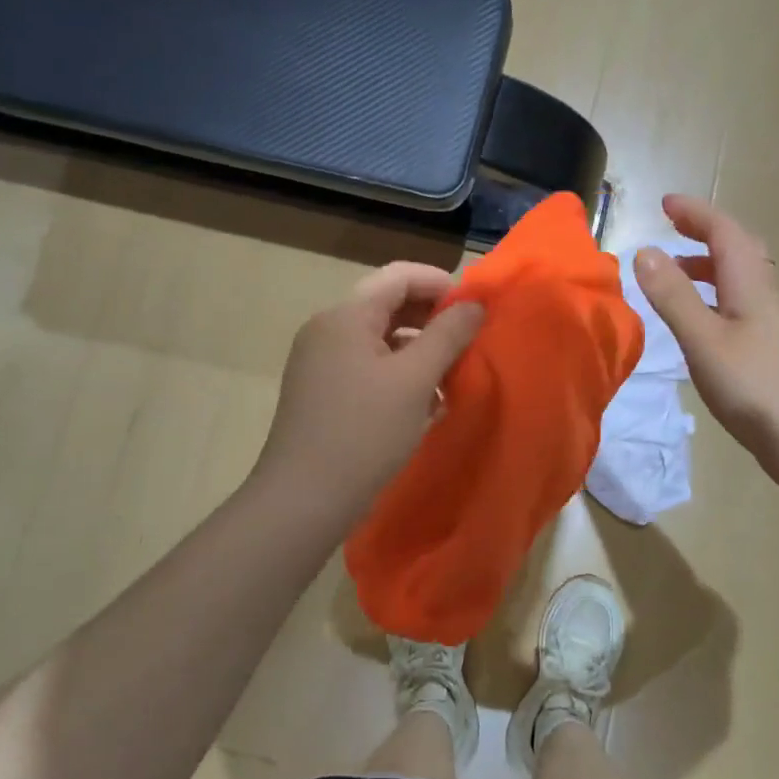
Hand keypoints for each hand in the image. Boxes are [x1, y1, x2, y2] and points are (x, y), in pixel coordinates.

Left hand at [251, 262, 484, 522]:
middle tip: (469, 343)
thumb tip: (474, 304)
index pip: (399, 276)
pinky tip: (424, 404)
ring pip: (380, 339)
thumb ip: (448, 334)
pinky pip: (368, 367)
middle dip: (433, 319)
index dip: (441, 284)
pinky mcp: (322, 392)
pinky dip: (399, 374)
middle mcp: (328, 330)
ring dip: (419, 350)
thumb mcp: (415, 380)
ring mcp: (320, 363)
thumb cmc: (364, 433)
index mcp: (346, 316)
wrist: (302, 502)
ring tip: (452, 377)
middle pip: (388, 305)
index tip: (475, 310)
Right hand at [634, 195, 778, 492]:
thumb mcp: (703, 339)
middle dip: (703, 233)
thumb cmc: (755, 385)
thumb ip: (673, 296)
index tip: (665, 203)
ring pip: (739, 279)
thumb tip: (645, 250)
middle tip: (671, 229)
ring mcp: (771, 323)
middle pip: (736, 249)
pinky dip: (713, 297)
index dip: (695, 213)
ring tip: (673, 275)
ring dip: (707, 266)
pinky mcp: (771, 350)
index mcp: (750, 282)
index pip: (724, 231)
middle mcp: (764, 294)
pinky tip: (698, 323)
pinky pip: (738, 304)